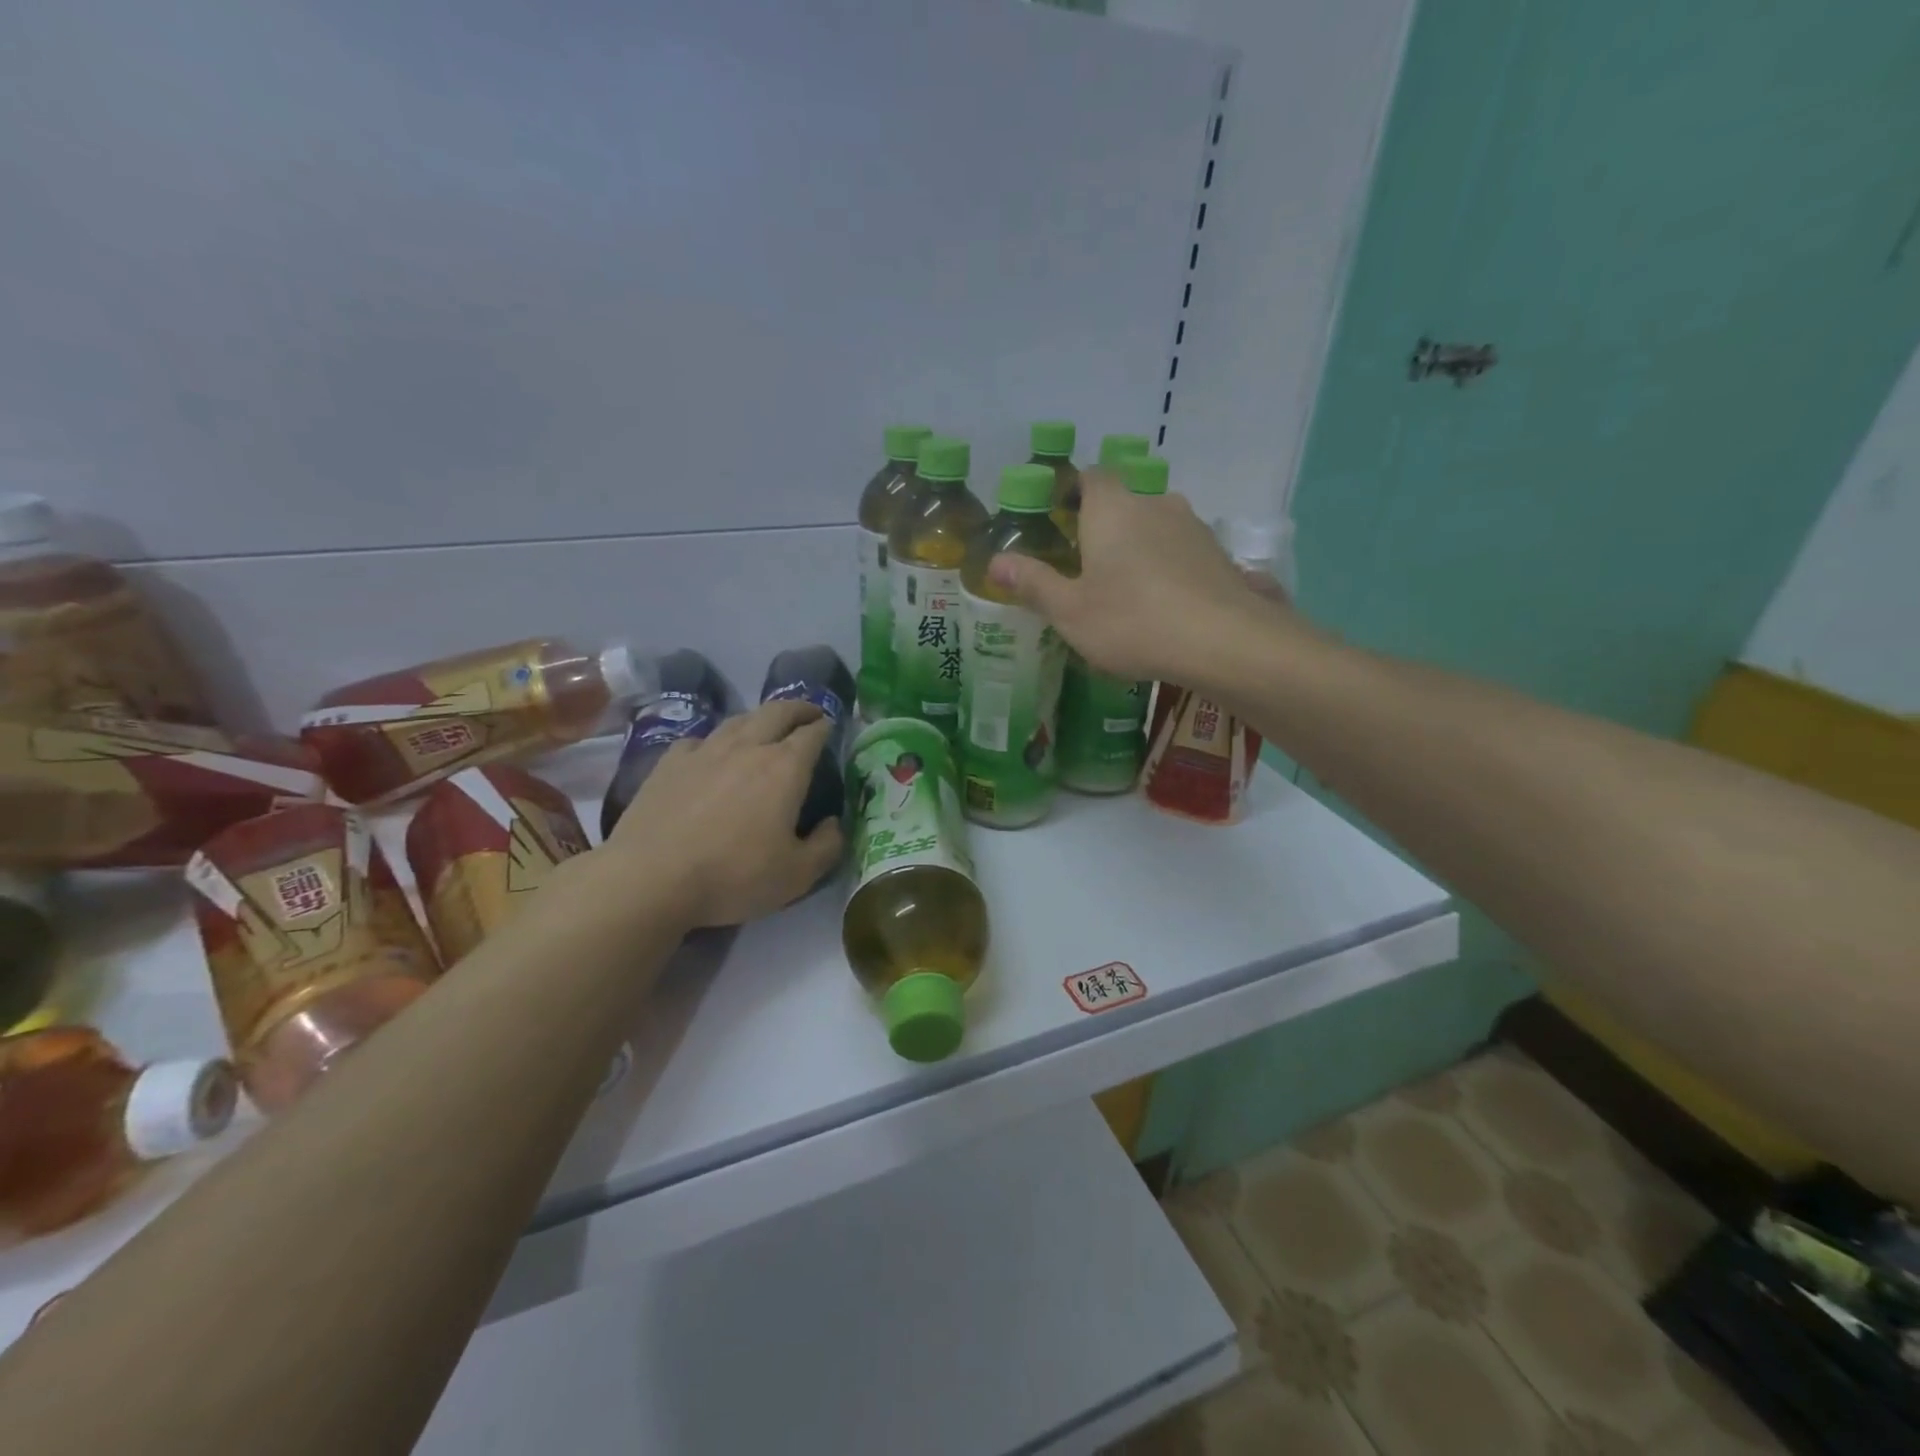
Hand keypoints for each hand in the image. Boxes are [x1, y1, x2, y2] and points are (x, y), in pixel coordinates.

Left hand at [603, 700, 843, 927]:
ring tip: (767, 726)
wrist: (651, 877)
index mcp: (785, 768)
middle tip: (809, 713)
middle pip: (777, 712)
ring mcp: (705, 751)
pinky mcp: (669, 763)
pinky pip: (700, 739)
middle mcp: (748, 747)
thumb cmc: (733, 876)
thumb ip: (827, 846)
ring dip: (760, 718)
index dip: (826, 727)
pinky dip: (716, 740)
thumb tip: (834, 823)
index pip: (812, 734)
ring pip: (738, 719)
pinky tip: (712, 753)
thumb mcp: (797, 875)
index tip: (831, 727)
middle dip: (799, 708)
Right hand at [989, 469, 1289, 683]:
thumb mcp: (1070, 610)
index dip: (1072, 492)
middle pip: (1123, 502)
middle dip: (1104, 525)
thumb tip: (995, 562)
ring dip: (1139, 546)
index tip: (1058, 520)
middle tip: (1086, 564)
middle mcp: (1154, 503)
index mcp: (1112, 508)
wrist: (1224, 642)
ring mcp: (1193, 526)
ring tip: (1125, 588)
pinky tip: (1163, 602)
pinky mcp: (1218, 554)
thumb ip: (1033, 583)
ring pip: (1155, 525)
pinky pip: (1181, 550)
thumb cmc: (1132, 621)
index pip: (1089, 476)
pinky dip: (1167, 566)